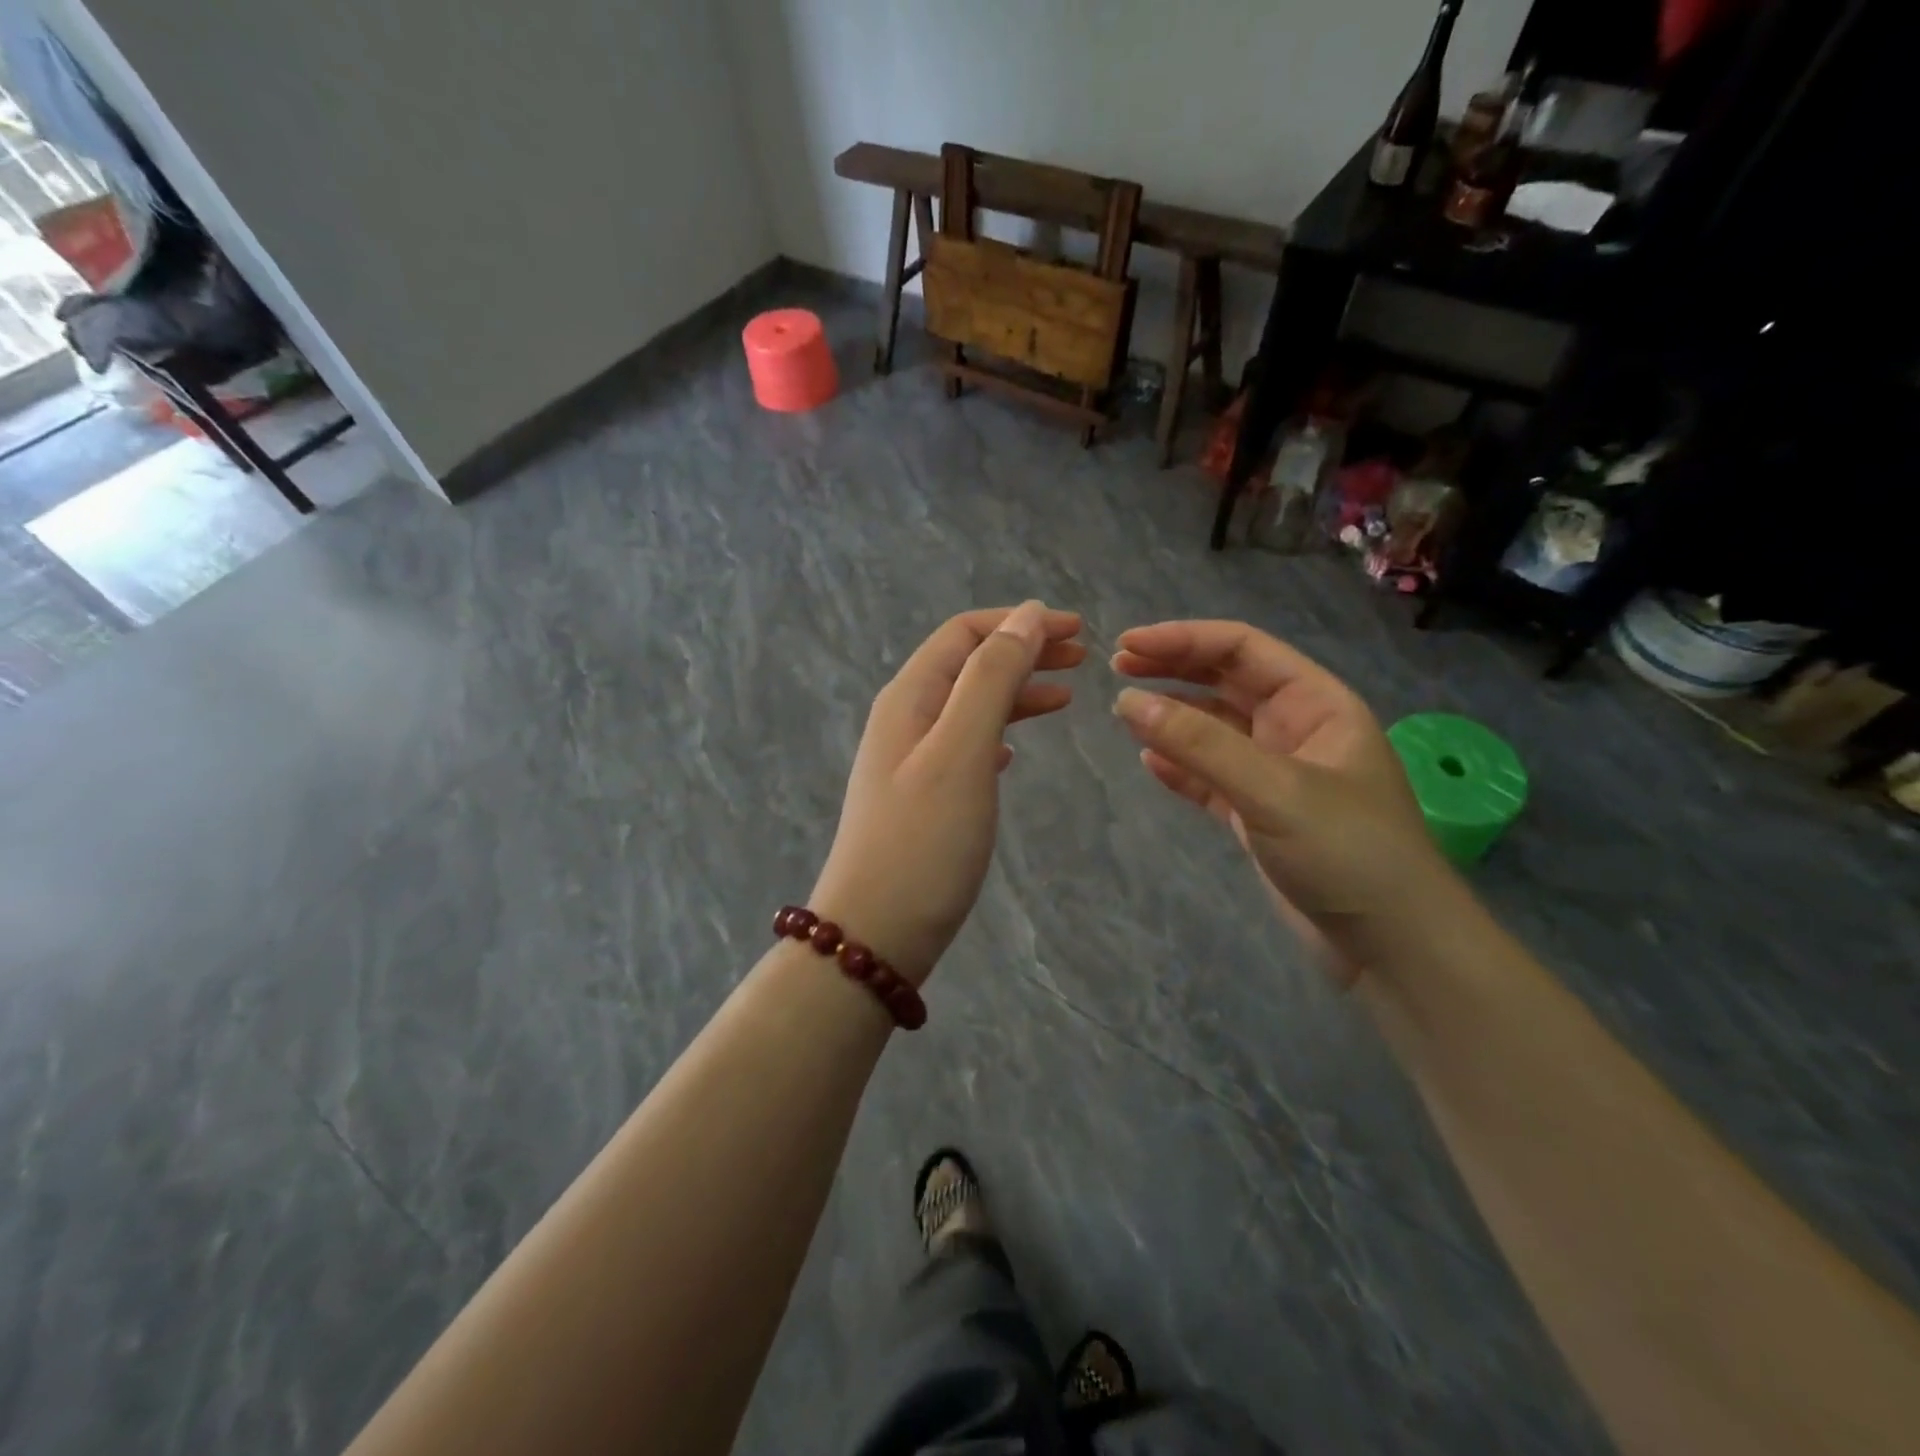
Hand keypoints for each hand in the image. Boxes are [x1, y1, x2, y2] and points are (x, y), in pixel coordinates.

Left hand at [812, 602, 1084, 985]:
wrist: (875, 933)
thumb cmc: (924, 840)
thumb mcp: (962, 749)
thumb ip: (993, 677)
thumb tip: (1028, 613)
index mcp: (910, 697)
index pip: (964, 633)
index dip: (1021, 621)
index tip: (1078, 630)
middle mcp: (904, 719)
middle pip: (968, 666)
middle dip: (1024, 652)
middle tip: (1083, 659)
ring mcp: (909, 760)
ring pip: (969, 706)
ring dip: (1015, 692)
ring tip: (1065, 698)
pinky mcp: (921, 798)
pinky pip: (964, 746)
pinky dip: (997, 734)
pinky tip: (1015, 751)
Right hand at [1112, 620, 1449, 980]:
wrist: (1393, 948)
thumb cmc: (1346, 852)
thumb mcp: (1272, 789)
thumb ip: (1198, 744)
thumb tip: (1126, 700)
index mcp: (1316, 703)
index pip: (1242, 650)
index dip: (1184, 639)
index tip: (1128, 645)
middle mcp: (1295, 729)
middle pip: (1225, 682)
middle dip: (1172, 670)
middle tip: (1116, 668)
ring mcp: (1276, 774)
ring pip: (1214, 730)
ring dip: (1171, 717)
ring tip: (1124, 711)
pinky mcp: (1259, 815)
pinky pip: (1210, 777)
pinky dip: (1180, 767)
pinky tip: (1148, 762)